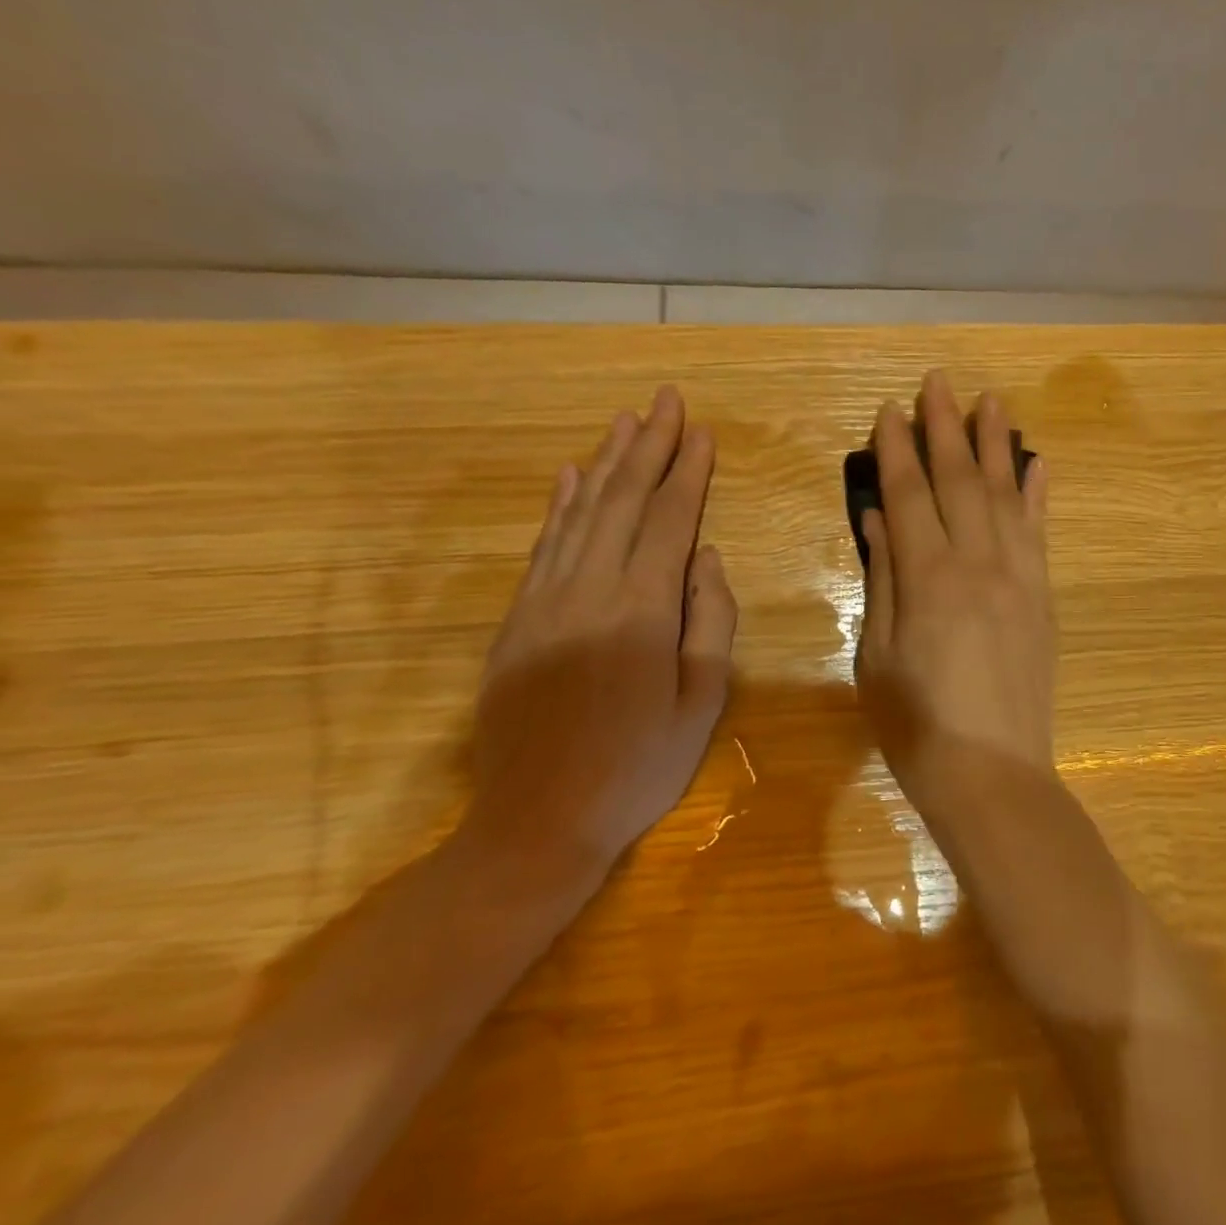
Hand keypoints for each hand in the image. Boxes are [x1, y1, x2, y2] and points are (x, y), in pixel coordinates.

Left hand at [455, 388, 737, 901]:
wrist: (537, 823)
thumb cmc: (638, 767)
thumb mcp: (701, 702)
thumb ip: (709, 620)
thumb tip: (706, 557)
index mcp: (641, 611)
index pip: (669, 522)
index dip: (688, 473)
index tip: (702, 433)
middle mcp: (588, 591)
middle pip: (621, 502)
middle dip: (648, 447)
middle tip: (666, 401)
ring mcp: (544, 602)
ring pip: (579, 514)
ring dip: (605, 463)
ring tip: (625, 422)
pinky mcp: (516, 620)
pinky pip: (543, 547)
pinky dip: (559, 505)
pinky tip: (570, 477)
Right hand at [855, 371, 1054, 803]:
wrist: (993, 773)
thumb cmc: (916, 725)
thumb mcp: (877, 655)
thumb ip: (883, 579)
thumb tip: (881, 517)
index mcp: (927, 578)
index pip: (909, 494)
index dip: (898, 449)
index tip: (891, 409)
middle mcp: (977, 563)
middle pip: (959, 480)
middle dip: (945, 427)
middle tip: (938, 382)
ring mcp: (1018, 576)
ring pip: (1006, 493)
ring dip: (996, 444)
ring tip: (990, 400)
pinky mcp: (1043, 596)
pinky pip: (1040, 531)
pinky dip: (1038, 492)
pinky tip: (1037, 462)